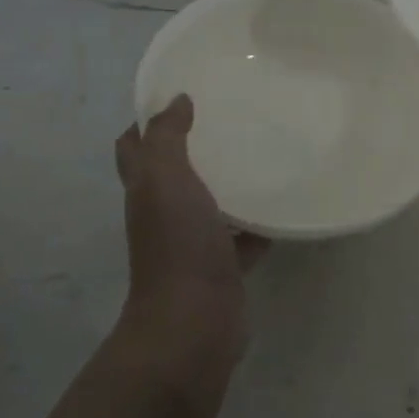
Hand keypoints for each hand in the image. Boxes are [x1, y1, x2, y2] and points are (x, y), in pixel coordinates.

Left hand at [114, 95, 266, 375]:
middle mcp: (164, 213)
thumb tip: (176, 100)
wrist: (195, 321)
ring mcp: (194, 241)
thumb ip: (167, 137)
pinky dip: (259, 222)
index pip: (135, 147)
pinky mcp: (224, 264)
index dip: (147, 120)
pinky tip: (283, 203)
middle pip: (173, 173)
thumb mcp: (165, 179)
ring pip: (210, 202)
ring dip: (229, 181)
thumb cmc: (177, 244)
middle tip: (230, 118)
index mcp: (146, 190)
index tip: (180, 95)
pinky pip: (244, 235)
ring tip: (262, 151)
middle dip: (195, 146)